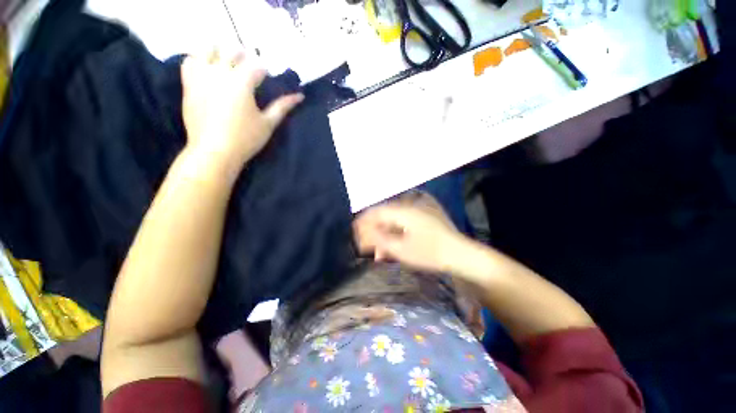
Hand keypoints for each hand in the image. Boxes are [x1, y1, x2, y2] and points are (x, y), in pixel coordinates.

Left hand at [180, 48, 303, 178]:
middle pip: (233, 52)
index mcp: (242, 82)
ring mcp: (201, 76)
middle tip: (250, 72)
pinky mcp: (189, 84)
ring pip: (208, 49)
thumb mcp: (268, 123)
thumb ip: (282, 106)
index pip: (256, 66)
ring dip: (220, 52)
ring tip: (227, 63)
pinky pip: (190, 61)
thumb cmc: (245, 139)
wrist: (214, 151)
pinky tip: (208, 68)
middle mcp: (220, 72)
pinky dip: (199, 59)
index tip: (267, 79)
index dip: (264, 71)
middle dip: (244, 58)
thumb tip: (300, 96)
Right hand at [353, 201, 470, 273]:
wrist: (462, 255)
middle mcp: (410, 206)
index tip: (355, 232)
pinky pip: (404, 223)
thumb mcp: (401, 249)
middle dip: (374, 231)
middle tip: (368, 247)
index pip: (377, 211)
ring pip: (394, 221)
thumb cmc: (430, 253)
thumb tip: (362, 234)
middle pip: (384, 216)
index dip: (364, 221)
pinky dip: (396, 234)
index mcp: (404, 211)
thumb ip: (379, 240)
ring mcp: (419, 211)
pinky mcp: (425, 218)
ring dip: (385, 235)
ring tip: (381, 253)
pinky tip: (394, 247)